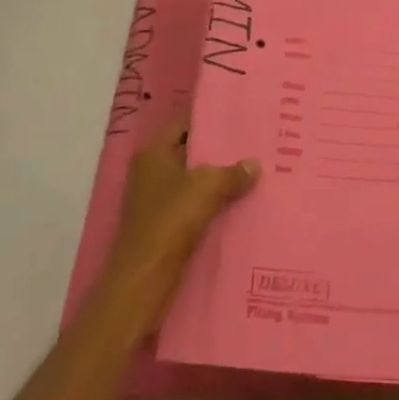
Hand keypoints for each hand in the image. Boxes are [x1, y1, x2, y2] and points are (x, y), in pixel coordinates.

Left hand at [101, 117, 257, 330]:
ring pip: (195, 183)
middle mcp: (151, 172)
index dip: (210, 119)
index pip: (184, 124)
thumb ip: (232, 173)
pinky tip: (241, 205)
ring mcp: (157, 202)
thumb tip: (254, 164)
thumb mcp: (206, 188)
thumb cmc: (169, 221)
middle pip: (191, 153)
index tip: (240, 117)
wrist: (143, 282)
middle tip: (255, 145)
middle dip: (220, 152)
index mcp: (153, 153)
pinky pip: (195, 208)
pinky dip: (214, 207)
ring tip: (255, 173)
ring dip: (219, 182)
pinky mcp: (165, 229)